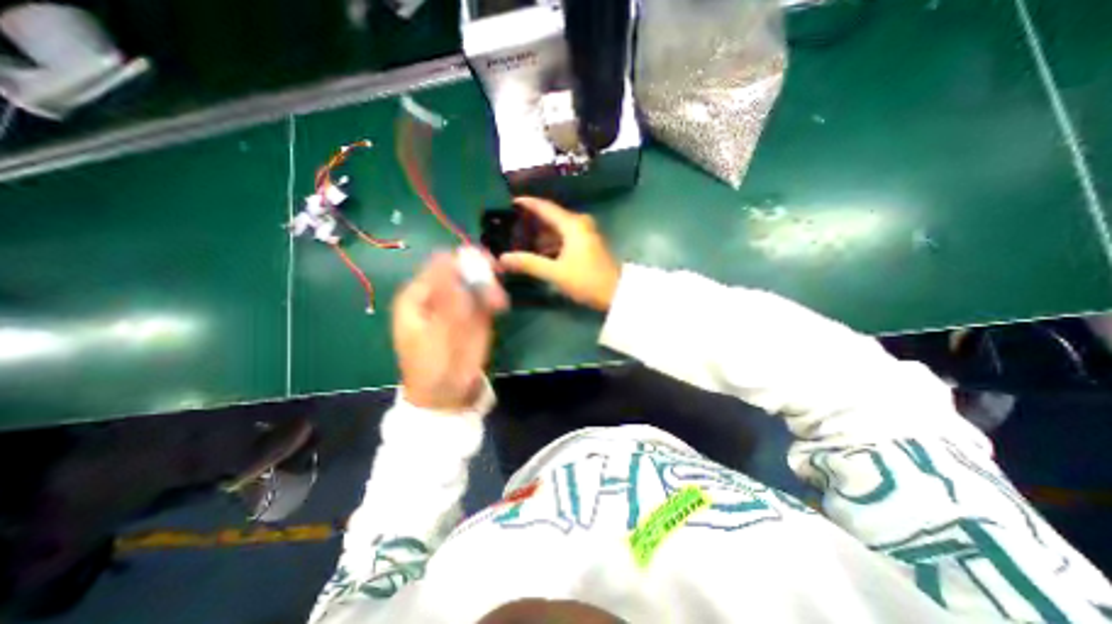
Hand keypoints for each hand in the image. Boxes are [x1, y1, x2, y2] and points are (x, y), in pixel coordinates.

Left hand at [391, 250, 507, 410]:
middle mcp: (438, 295)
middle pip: (460, 270)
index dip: (460, 261)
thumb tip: (448, 260)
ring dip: (490, 286)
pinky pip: (486, 298)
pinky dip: (495, 299)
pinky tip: (501, 307)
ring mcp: (458, 304)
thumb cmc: (432, 368)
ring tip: (499, 303)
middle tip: (496, 277)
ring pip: (477, 282)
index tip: (482, 264)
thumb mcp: (435, 335)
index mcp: (418, 296)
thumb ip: (446, 300)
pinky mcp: (475, 316)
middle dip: (479, 272)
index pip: (439, 265)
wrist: (447, 395)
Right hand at [500, 194, 622, 308]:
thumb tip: (502, 259)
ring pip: (558, 229)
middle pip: (551, 218)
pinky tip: (539, 253)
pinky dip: (551, 243)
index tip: (509, 203)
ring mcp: (586, 234)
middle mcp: (580, 224)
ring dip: (541, 236)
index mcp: (572, 224)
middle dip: (531, 223)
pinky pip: (565, 238)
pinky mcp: (588, 245)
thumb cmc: (587, 280)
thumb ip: (529, 263)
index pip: (545, 207)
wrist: (617, 293)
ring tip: (520, 241)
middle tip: (511, 227)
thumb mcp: (555, 272)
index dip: (527, 204)